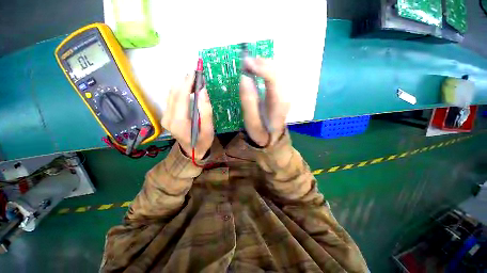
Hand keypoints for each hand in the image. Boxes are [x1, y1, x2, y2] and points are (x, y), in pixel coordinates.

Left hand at [162, 73, 213, 158]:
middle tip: (196, 75)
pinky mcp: (166, 116)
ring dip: (181, 85)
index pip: (181, 97)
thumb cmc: (202, 141)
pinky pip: (171, 99)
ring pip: (171, 94)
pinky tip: (187, 88)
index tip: (195, 73)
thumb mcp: (209, 129)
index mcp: (178, 122)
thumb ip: (206, 111)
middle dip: (184, 82)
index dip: (187, 83)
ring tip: (193, 80)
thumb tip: (203, 91)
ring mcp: (165, 117)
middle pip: (174, 93)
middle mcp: (168, 118)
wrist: (192, 151)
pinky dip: (179, 91)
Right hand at [240, 58, 289, 146]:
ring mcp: (286, 93)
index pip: (273, 78)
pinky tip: (257, 70)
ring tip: (249, 65)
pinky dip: (266, 69)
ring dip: (263, 65)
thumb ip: (248, 102)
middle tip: (245, 62)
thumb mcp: (252, 123)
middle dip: (261, 63)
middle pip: (277, 71)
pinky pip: (276, 75)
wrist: (273, 138)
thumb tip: (244, 78)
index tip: (245, 63)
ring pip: (278, 71)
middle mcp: (285, 95)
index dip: (259, 67)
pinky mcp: (283, 93)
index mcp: (279, 103)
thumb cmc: (261, 133)